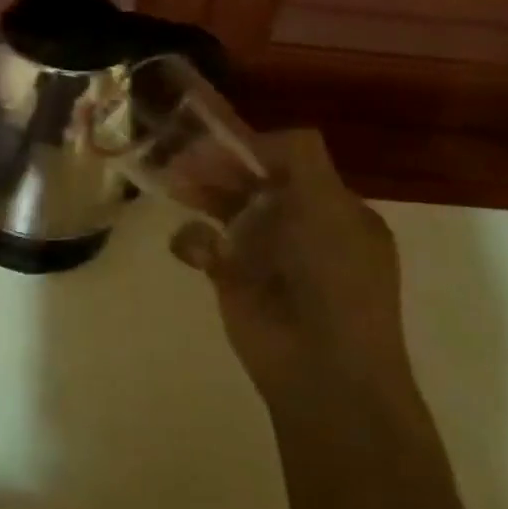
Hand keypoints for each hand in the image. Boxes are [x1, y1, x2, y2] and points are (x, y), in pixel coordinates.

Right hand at [170, 129, 403, 394]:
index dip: (254, 148)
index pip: (289, 162)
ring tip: (172, 182)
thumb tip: (257, 138)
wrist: (324, 370)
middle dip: (218, 167)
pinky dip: (192, 242)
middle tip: (181, 155)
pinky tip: (193, 250)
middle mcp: (299, 227)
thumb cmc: (335, 281)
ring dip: (199, 194)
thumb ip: (299, 159)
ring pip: (224, 210)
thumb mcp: (330, 207)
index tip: (220, 140)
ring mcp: (264, 254)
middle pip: (251, 182)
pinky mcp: (232, 281)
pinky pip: (204, 247)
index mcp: (333, 209)